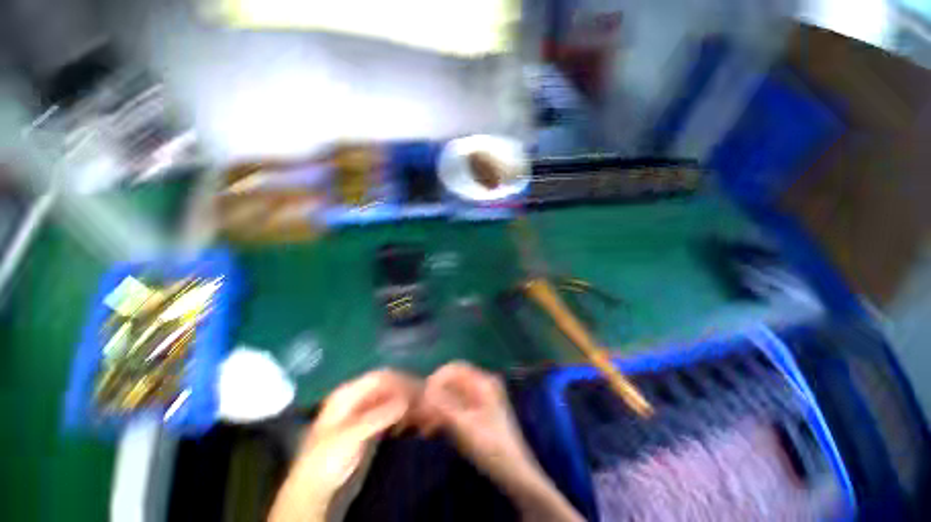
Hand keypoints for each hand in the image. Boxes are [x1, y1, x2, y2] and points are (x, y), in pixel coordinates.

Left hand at [269, 370, 420, 521]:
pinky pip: (388, 412)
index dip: (399, 380)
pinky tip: (409, 420)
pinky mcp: (368, 424)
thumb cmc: (327, 458)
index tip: (418, 388)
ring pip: (389, 398)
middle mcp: (357, 397)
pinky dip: (400, 413)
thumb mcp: (351, 436)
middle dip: (404, 390)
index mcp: (348, 393)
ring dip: (404, 402)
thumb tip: (406, 400)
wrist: (313, 487)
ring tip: (421, 410)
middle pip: (386, 385)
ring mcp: (363, 410)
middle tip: (423, 400)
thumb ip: (378, 416)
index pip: (379, 377)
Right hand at [418, 362, 582, 521]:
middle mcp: (483, 384)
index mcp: (483, 382)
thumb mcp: (464, 426)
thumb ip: (442, 406)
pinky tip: (434, 429)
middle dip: (435, 394)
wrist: (513, 472)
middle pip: (453, 380)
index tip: (422, 395)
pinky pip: (457, 404)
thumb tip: (423, 392)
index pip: (455, 368)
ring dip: (438, 405)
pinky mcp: (478, 411)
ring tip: (425, 426)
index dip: (437, 377)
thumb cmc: (491, 447)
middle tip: (421, 413)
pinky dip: (444, 413)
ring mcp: (481, 397)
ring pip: (453, 393)